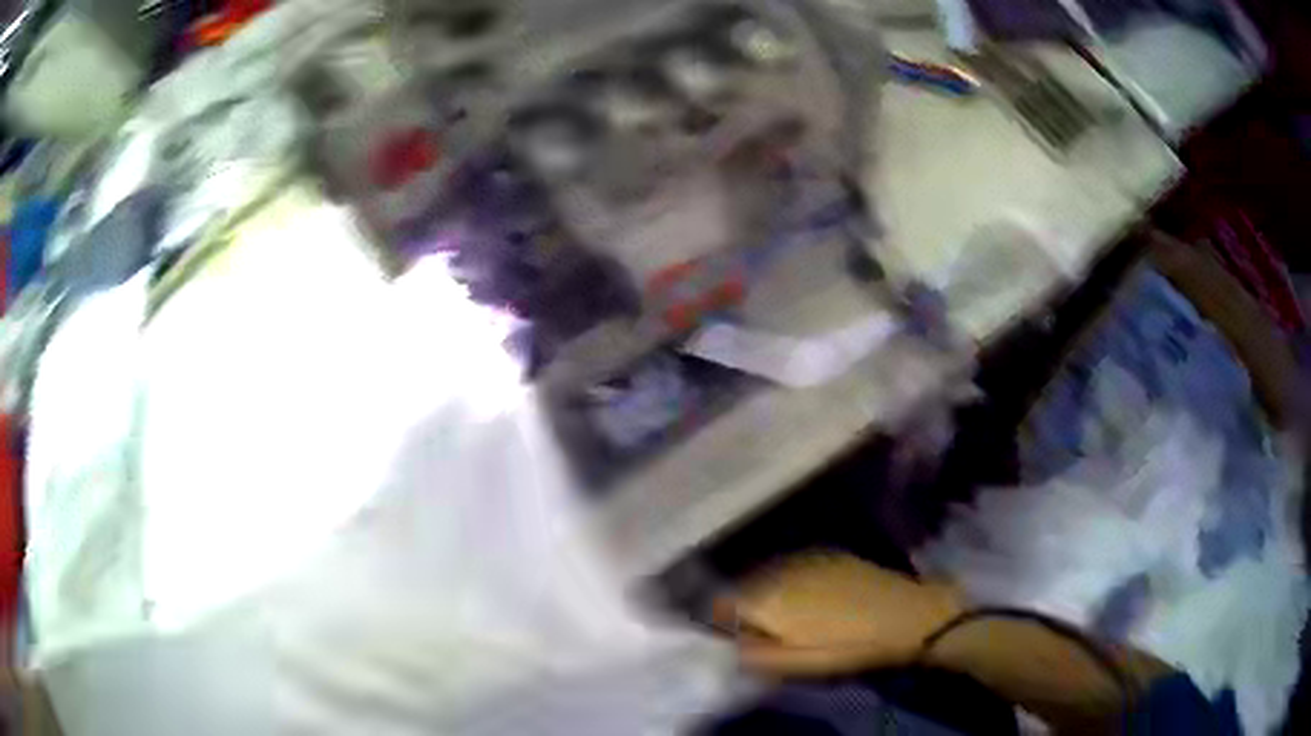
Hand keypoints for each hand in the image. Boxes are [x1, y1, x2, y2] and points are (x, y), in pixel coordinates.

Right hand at [716, 552, 961, 676]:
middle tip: (754, 628)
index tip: (726, 635)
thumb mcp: (796, 664)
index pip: (718, 603)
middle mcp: (778, 569)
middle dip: (741, 604)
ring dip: (764, 591)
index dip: (716, 620)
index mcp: (765, 598)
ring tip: (780, 614)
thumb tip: (724, 646)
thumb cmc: (848, 646)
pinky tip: (807, 596)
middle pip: (742, 585)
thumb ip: (752, 655)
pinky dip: (788, 580)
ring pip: (767, 573)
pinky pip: (792, 566)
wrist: (904, 615)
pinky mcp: (827, 553)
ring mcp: (804, 557)